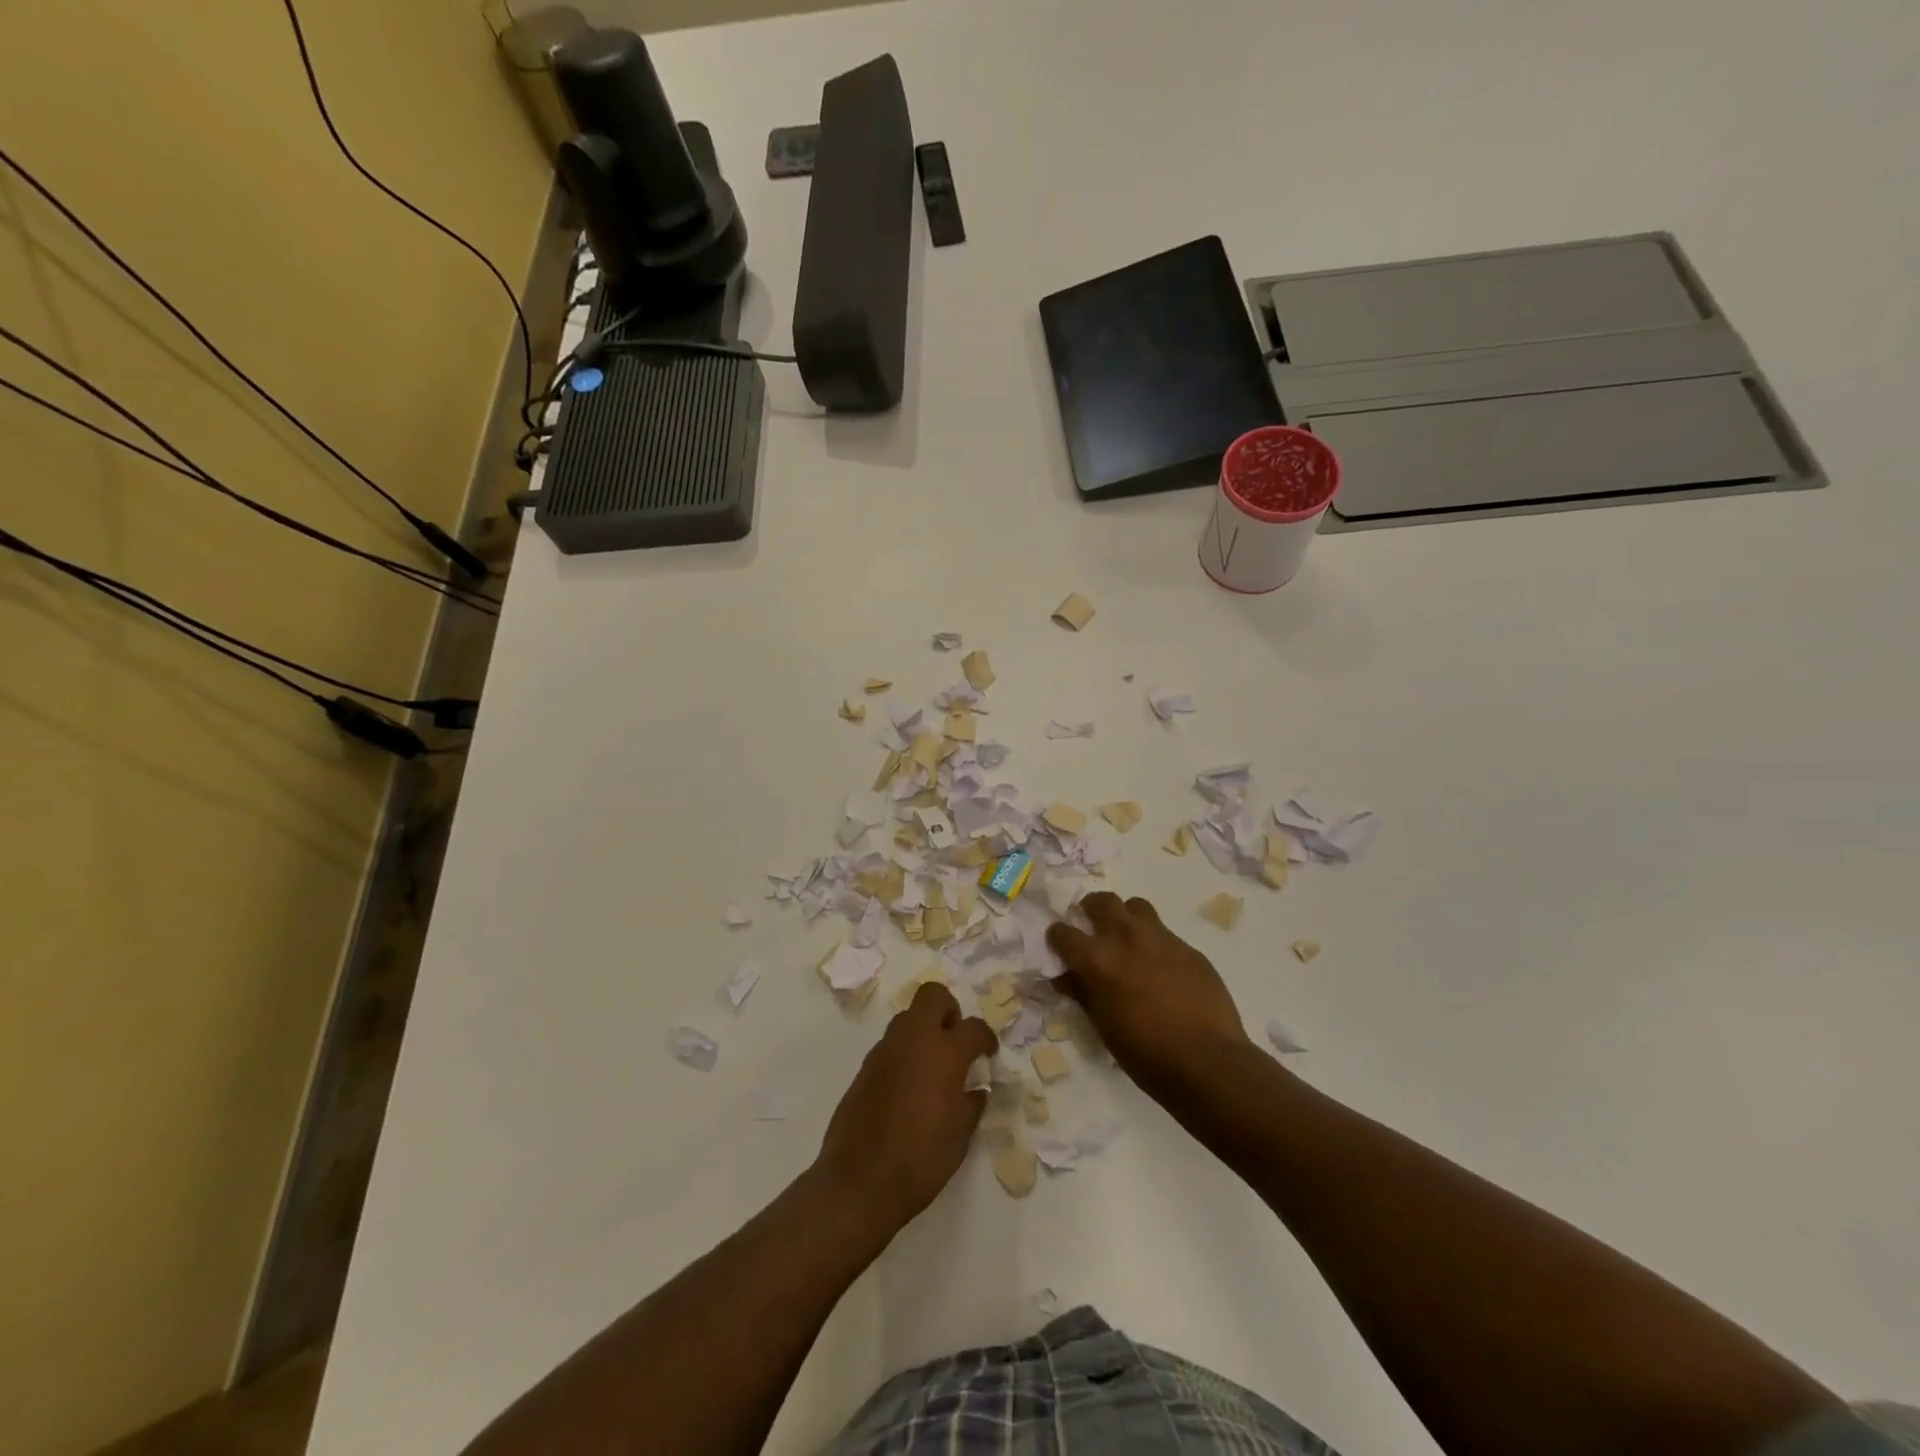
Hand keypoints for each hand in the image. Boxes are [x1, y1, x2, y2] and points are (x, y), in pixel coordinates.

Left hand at [815, 982, 997, 1232]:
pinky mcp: (864, 1067)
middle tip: (955, 1040)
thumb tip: (976, 1089)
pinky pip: (890, 1045)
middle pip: (933, 996)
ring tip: (932, 1066)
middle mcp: (914, 1040)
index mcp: (945, 1053)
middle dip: (949, 1010)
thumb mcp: (960, 1136)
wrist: (860, 1181)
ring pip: (907, 1018)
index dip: (986, 1037)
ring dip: (923, 1030)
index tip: (988, 1053)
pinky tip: (908, 1087)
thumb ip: (971, 1104)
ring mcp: (885, 1051)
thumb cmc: (921, 1159)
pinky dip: (903, 1054)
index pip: (973, 1027)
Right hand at [1046, 892, 1250, 1093]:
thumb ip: (1082, 993)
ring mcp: (1161, 938)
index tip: (1059, 945)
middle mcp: (1126, 937)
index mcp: (1097, 959)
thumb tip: (1066, 978)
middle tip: (1092, 927)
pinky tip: (1162, 968)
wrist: (1207, 1061)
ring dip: (1126, 917)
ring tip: (1128, 939)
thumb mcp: (1103, 1026)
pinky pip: (1165, 933)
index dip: (1057, 937)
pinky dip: (1155, 942)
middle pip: (1101, 901)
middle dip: (1091, 909)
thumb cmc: (1145, 1053)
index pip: (1063, 933)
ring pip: (1136, 906)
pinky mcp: (1188, 947)